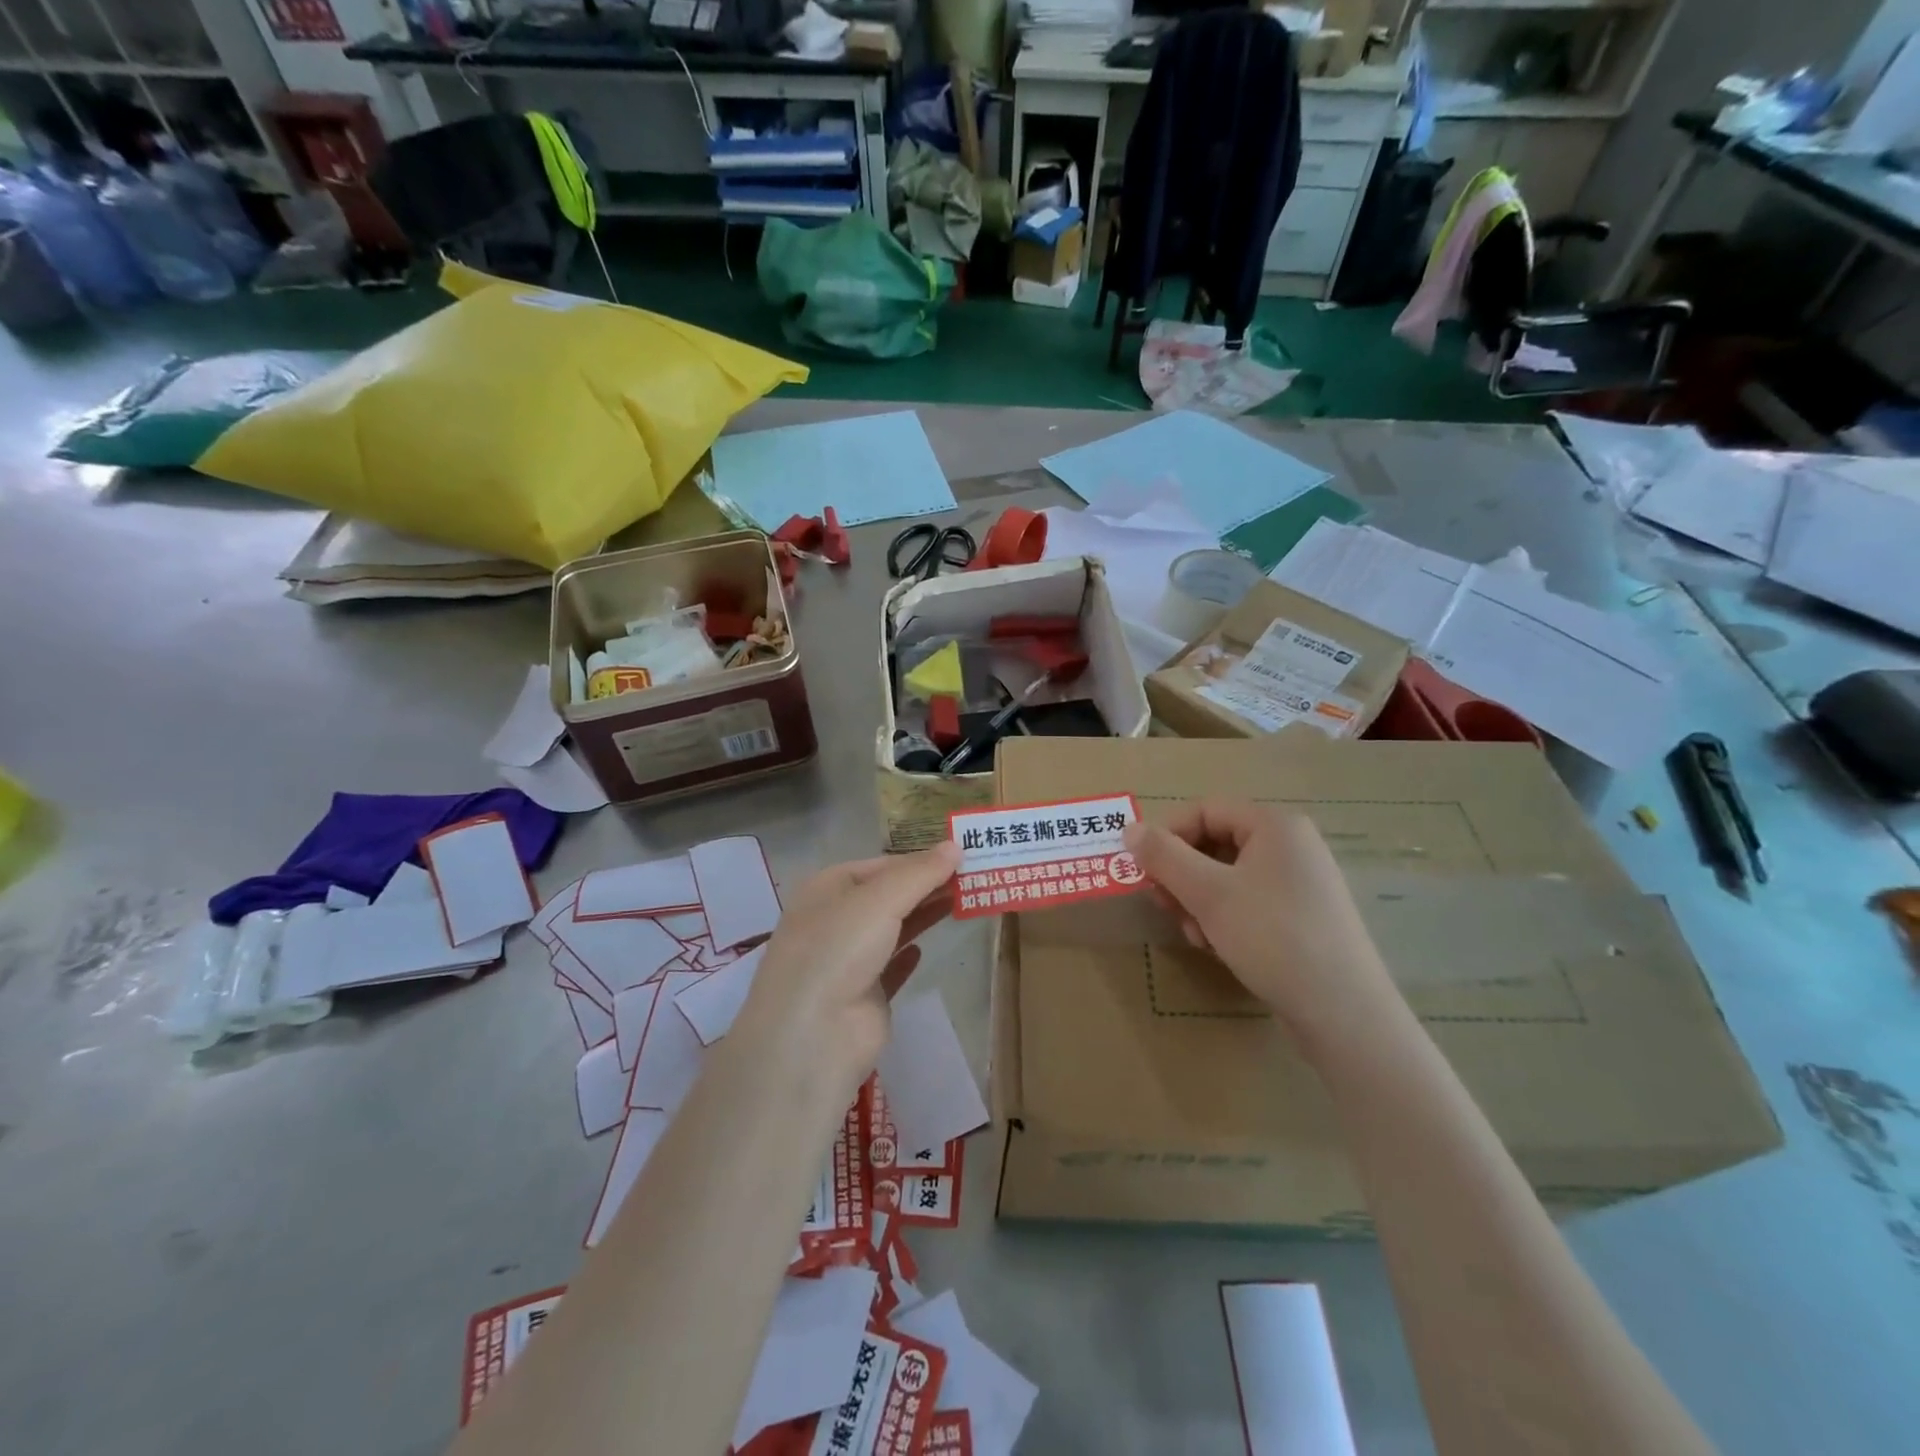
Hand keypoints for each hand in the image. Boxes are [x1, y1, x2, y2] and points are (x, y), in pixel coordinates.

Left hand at [726, 843, 961, 1107]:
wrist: (814, 1033)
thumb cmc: (840, 948)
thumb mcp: (881, 898)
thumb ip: (921, 873)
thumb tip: (956, 845)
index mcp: (827, 888)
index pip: (880, 865)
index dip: (918, 860)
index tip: (959, 856)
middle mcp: (834, 921)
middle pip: (888, 896)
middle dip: (925, 887)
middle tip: (972, 877)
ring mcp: (847, 961)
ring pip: (892, 930)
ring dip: (923, 916)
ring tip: (962, 903)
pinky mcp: (863, 997)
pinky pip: (889, 970)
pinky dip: (907, 958)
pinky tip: (924, 951)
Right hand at [1123, 801, 1401, 1050]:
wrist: (1343, 1012)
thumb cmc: (1273, 937)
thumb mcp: (1208, 894)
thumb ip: (1164, 857)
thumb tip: (1129, 828)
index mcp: (1275, 825)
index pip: (1205, 809)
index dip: (1169, 836)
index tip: (1146, 872)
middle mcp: (1292, 845)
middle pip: (1216, 843)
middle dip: (1183, 875)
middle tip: (1165, 908)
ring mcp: (1301, 882)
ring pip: (1228, 876)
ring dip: (1199, 901)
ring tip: (1196, 936)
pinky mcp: (1303, 916)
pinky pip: (1249, 901)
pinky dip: (1225, 918)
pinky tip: (1219, 948)